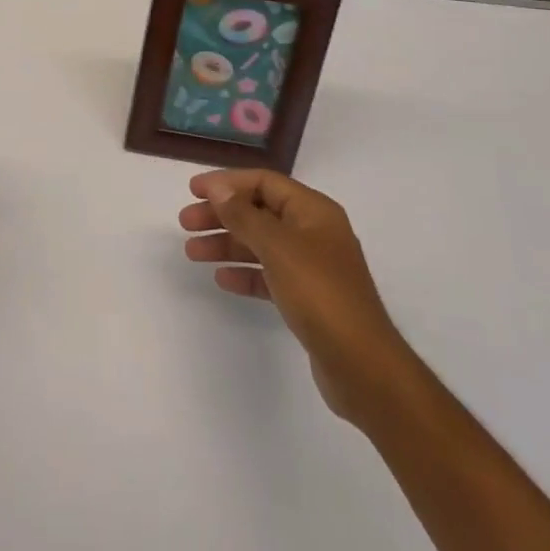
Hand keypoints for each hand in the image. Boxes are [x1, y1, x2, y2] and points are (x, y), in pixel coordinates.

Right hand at [180, 169, 403, 423]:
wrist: (363, 368)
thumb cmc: (320, 294)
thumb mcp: (278, 247)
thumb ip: (244, 215)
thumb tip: (218, 188)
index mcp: (313, 211)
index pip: (264, 182)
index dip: (227, 182)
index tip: (194, 190)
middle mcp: (314, 232)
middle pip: (259, 212)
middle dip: (222, 215)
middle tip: (186, 222)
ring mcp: (312, 267)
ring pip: (261, 245)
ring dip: (227, 244)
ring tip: (192, 252)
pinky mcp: (309, 299)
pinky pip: (269, 275)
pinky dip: (246, 274)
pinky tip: (222, 279)